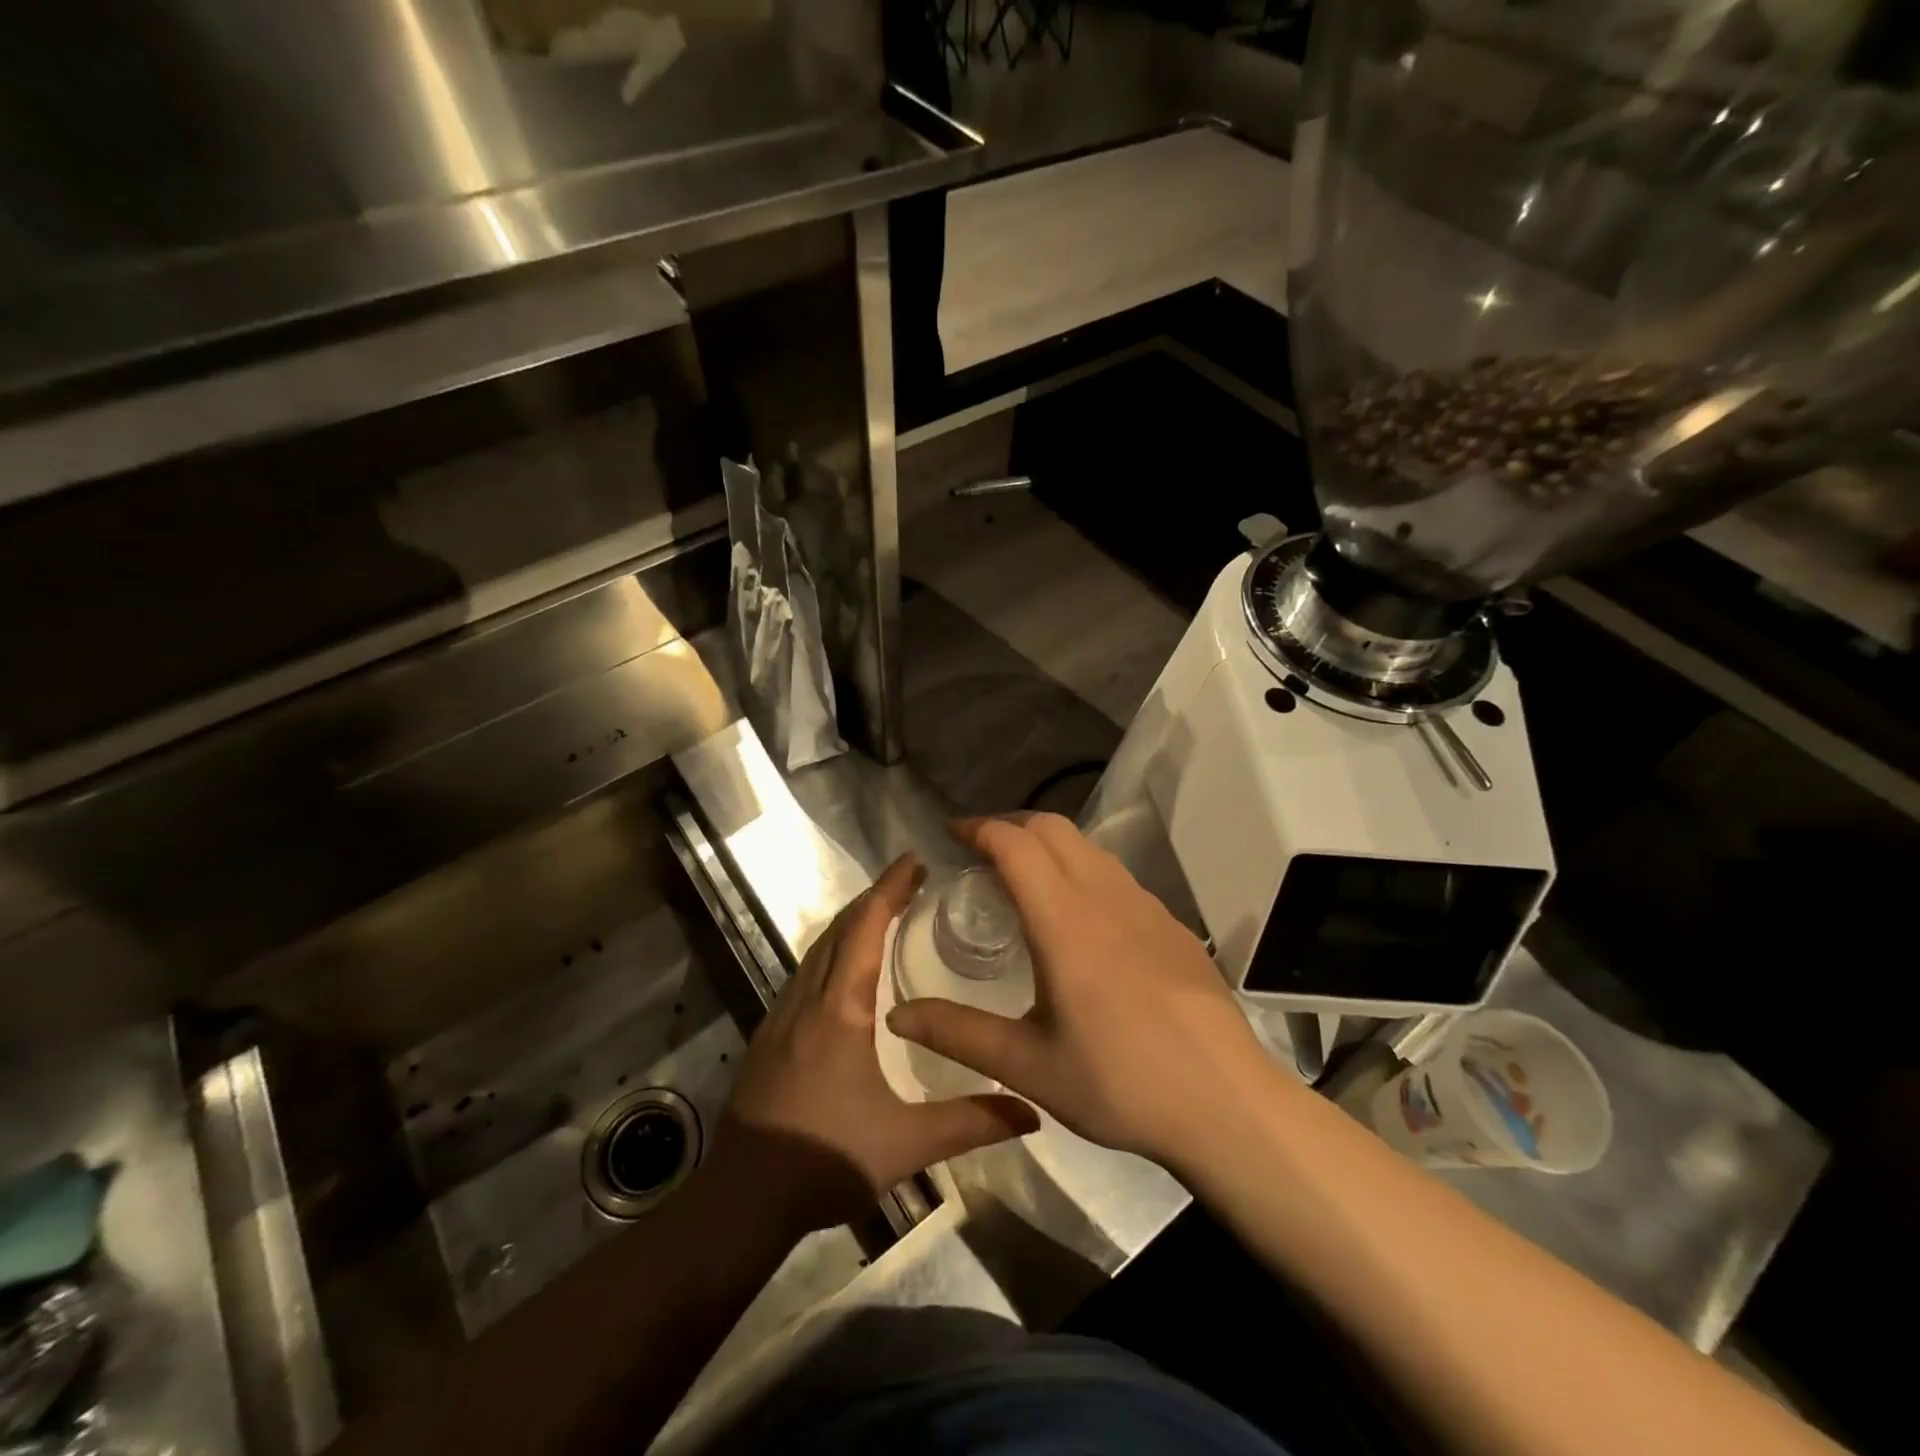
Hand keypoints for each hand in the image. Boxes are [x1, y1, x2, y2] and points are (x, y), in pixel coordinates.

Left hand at [707, 854, 1038, 1236]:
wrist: (743, 1199)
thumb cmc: (826, 1160)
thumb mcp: (907, 1143)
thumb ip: (971, 1122)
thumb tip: (1034, 1110)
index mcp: (840, 1009)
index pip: (865, 928)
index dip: (889, 889)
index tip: (913, 861)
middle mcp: (808, 999)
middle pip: (840, 929)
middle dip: (875, 898)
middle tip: (910, 881)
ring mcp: (781, 1015)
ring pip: (817, 949)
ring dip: (850, 923)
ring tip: (884, 913)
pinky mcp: (769, 1035)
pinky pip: (804, 972)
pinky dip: (832, 950)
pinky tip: (846, 969)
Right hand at [886, 814, 1268, 1166]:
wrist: (1226, 1103)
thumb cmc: (1119, 1082)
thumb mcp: (1028, 1066)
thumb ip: (958, 1033)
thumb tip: (896, 1014)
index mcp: (1064, 921)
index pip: (1015, 843)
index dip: (978, 828)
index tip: (950, 833)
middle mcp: (1104, 896)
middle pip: (1053, 828)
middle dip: (1010, 825)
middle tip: (980, 851)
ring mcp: (1145, 906)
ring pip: (1088, 847)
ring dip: (1048, 844)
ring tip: (1024, 877)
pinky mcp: (1171, 924)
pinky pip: (1115, 875)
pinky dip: (1082, 869)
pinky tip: (1080, 917)